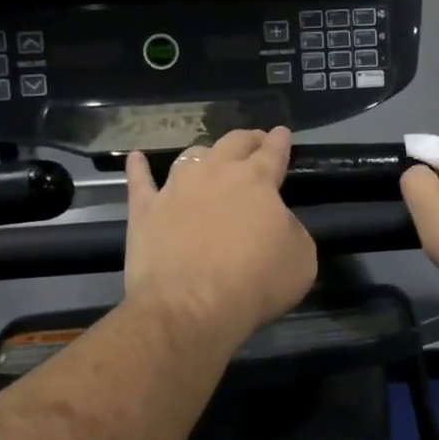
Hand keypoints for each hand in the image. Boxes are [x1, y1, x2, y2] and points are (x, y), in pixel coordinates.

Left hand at [124, 127, 317, 348]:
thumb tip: (277, 221)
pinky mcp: (144, 209)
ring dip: (204, 155)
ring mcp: (175, 188)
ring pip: (191, 156)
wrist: (190, 307)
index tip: (282, 132)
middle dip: (247, 139)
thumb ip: (292, 229)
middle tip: (253, 142)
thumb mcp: (301, 258)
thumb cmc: (254, 283)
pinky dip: (138, 168)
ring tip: (208, 159)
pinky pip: (140, 180)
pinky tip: (136, 158)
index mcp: (256, 180)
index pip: (272, 151)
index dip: (279, 140)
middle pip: (232, 143)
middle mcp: (215, 172)